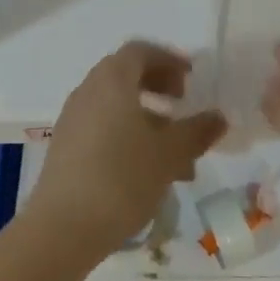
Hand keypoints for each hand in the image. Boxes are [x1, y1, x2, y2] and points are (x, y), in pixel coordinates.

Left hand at [26, 42, 226, 264]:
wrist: (61, 229)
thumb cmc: (121, 179)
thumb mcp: (168, 155)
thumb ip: (196, 132)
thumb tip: (218, 117)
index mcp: (112, 79)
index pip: (141, 51)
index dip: (169, 60)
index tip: (191, 79)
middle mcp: (89, 89)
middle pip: (126, 75)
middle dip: (158, 87)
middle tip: (182, 106)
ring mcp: (73, 118)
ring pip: (116, 106)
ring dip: (147, 119)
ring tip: (175, 154)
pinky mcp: (66, 147)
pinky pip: (102, 127)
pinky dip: (127, 136)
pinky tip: (147, 172)